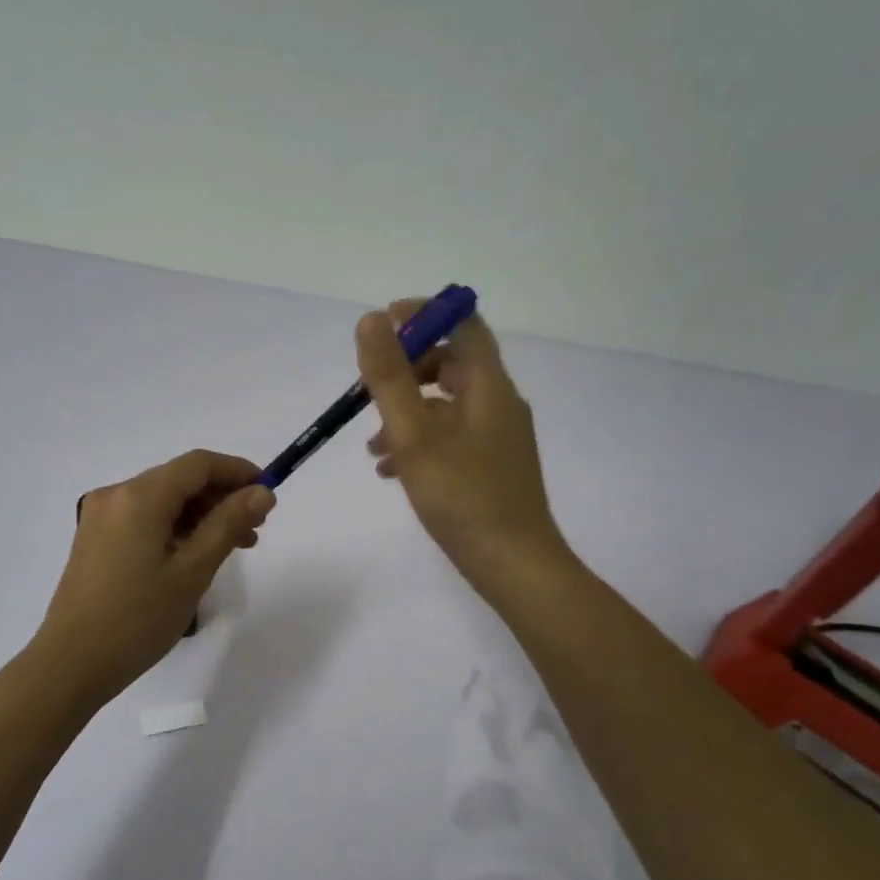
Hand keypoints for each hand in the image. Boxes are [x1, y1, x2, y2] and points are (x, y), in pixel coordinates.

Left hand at [35, 449, 274, 701]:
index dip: (238, 471)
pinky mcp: (95, 538)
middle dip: (221, 496)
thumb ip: (228, 523)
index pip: (198, 464)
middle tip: (256, 528)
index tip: (268, 493)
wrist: (71, 664)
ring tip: (235, 546)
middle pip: (179, 480)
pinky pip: (144, 519)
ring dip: (201, 515)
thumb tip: (262, 492)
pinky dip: (175, 528)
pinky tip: (196, 554)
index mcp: (139, 496)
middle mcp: (116, 495)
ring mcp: (101, 516)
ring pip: (163, 500)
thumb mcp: (192, 571)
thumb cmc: (138, 619)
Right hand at [359, 301, 566, 595]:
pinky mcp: (491, 464)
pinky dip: (419, 440)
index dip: (423, 314)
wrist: (513, 564)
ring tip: (370, 447)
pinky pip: (451, 435)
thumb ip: (390, 377)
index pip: (462, 323)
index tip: (382, 324)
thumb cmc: (462, 496)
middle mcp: (498, 402)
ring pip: (445, 404)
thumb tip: (372, 319)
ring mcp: (498, 436)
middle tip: (366, 393)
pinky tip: (391, 471)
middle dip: (404, 372)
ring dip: (405, 412)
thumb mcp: (414, 434)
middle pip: (451, 363)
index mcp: (488, 385)